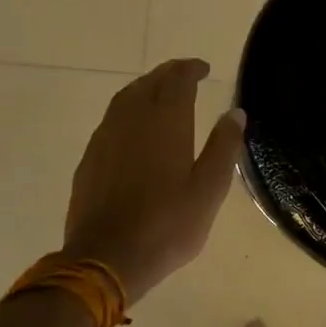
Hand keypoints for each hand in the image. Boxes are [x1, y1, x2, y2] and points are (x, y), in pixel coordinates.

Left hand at [62, 59, 245, 303]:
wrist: (106, 258)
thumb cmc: (168, 225)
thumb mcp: (209, 190)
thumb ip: (223, 147)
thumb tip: (235, 112)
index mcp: (165, 123)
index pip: (178, 80)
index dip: (191, 69)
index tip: (204, 68)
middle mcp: (131, 120)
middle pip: (148, 83)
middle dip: (168, 75)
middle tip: (185, 76)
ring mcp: (105, 138)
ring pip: (125, 99)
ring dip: (145, 89)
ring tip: (161, 95)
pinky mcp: (90, 158)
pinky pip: (111, 120)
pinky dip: (128, 112)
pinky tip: (134, 129)